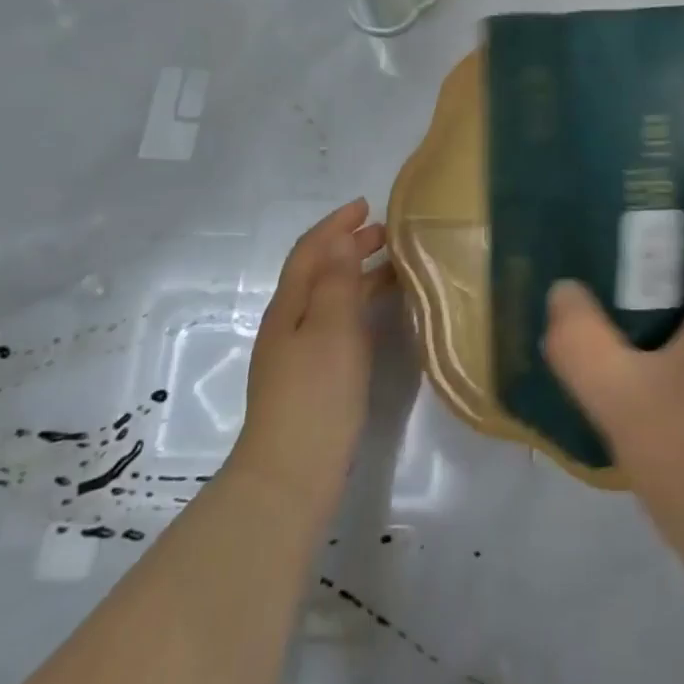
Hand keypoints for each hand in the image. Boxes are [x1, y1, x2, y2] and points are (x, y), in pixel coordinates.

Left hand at [230, 199, 395, 525]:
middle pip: (318, 271)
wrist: (290, 478)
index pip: (310, 251)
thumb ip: (337, 281)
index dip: (335, 224)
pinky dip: (359, 305)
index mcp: (289, 306)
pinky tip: (381, 315)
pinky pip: (337, 323)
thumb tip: (340, 238)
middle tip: (387, 233)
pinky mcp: (312, 379)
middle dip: (349, 246)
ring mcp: (298, 354)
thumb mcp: (332, 328)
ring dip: (357, 274)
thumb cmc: (315, 394)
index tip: (366, 205)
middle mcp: (289, 324)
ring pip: (329, 298)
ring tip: (395, 267)